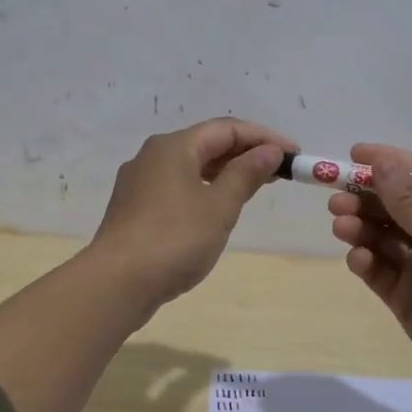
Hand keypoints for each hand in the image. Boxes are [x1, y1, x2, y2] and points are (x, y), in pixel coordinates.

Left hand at [91, 117, 292, 307]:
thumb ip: (246, 175)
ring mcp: (140, 182)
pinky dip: (205, 188)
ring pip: (191, 166)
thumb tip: (269, 151)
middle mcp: (153, 155)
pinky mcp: (135, 208)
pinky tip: (219, 206)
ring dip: (226, 171)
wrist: (117, 283)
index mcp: (173, 146)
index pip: (227, 129)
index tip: (294, 154)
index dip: (264, 137)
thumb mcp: (219, 207)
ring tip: (257, 185)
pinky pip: (178, 186)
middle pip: (207, 143)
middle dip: (246, 153)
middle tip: (281, 170)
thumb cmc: (174, 239)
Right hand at [328, 143, 411, 408]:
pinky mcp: (407, 298)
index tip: (354, 154)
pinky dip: (366, 262)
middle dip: (367, 199)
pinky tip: (357, 258)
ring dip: (361, 228)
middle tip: (336, 197)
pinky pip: (380, 272)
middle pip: (397, 209)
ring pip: (383, 239)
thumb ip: (411, 204)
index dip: (390, 164)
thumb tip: (381, 162)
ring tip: (340, 224)